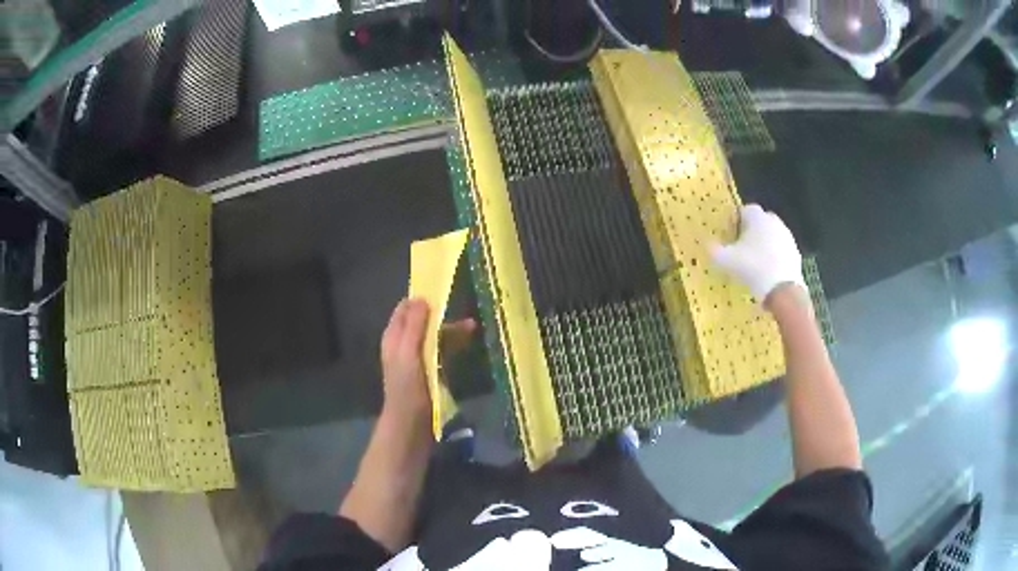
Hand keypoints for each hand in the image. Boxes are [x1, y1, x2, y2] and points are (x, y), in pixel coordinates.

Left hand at [379, 299, 476, 428]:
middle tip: (465, 314)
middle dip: (442, 315)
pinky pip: (441, 352)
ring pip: (434, 337)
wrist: (410, 425)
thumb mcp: (408, 353)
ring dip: (451, 331)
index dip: (422, 298)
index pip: (405, 308)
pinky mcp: (429, 372)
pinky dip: (453, 346)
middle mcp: (404, 344)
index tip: (443, 291)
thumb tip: (421, 298)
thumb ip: (413, 326)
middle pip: (423, 321)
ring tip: (473, 329)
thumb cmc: (407, 388)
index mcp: (394, 337)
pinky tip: (467, 346)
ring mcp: (417, 359)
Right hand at [710, 204, 805, 306]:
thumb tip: (707, 244)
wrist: (783, 290)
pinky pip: (781, 250)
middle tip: (742, 247)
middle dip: (751, 231)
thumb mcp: (725, 261)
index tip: (730, 235)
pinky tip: (767, 272)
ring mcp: (787, 237)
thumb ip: (714, 250)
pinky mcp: (795, 253)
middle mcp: (774, 221)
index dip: (736, 221)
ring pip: (772, 235)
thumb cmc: (752, 268)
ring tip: (754, 262)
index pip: (745, 209)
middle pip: (760, 221)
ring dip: (763, 244)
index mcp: (757, 218)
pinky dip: (774, 256)